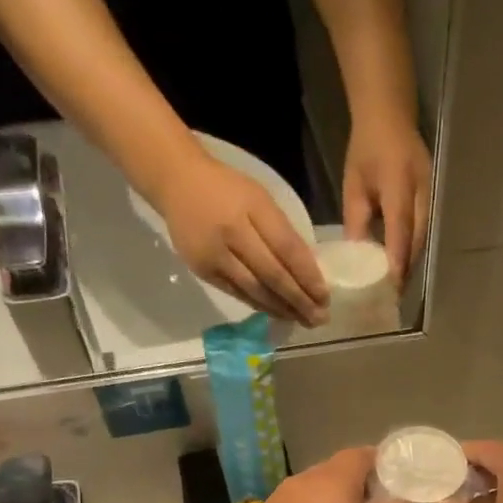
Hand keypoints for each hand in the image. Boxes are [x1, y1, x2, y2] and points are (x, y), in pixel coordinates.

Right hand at [160, 151, 329, 324]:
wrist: (176, 182)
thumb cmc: (227, 189)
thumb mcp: (260, 199)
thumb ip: (282, 232)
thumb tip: (308, 272)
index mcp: (252, 209)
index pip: (287, 249)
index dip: (308, 276)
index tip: (325, 296)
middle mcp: (232, 233)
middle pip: (273, 275)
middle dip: (299, 300)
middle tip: (320, 318)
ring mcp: (215, 255)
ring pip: (255, 290)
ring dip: (282, 309)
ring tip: (303, 321)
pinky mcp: (203, 271)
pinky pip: (238, 293)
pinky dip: (260, 305)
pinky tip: (278, 313)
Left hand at [343, 109, 431, 284]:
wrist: (390, 115)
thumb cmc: (366, 149)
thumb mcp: (354, 185)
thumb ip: (357, 220)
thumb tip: (356, 255)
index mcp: (399, 188)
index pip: (400, 234)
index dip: (396, 263)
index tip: (390, 289)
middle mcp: (421, 195)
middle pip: (416, 242)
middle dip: (405, 270)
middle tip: (391, 296)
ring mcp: (430, 196)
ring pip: (423, 239)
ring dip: (410, 263)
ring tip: (397, 285)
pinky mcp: (431, 198)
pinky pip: (424, 230)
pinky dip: (413, 249)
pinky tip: (402, 262)